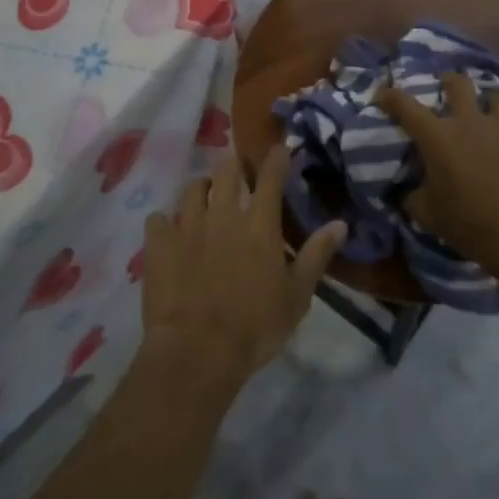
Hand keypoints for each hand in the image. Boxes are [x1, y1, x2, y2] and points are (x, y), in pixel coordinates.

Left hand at [140, 147, 346, 388]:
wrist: (197, 351)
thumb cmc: (255, 326)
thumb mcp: (297, 295)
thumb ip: (316, 255)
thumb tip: (340, 223)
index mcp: (258, 224)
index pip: (270, 177)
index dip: (276, 158)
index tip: (279, 147)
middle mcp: (222, 214)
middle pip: (226, 170)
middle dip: (234, 165)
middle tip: (238, 173)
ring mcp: (187, 225)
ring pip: (192, 188)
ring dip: (202, 189)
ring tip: (205, 199)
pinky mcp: (159, 243)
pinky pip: (158, 219)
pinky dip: (164, 222)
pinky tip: (168, 232)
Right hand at [377, 71, 498, 275]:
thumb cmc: (468, 222)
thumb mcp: (427, 213)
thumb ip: (414, 195)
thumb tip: (410, 191)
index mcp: (437, 136)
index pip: (405, 105)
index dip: (390, 96)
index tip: (382, 94)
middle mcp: (469, 123)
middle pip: (458, 84)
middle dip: (448, 81)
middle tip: (444, 87)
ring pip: (497, 96)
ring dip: (487, 99)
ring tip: (484, 109)